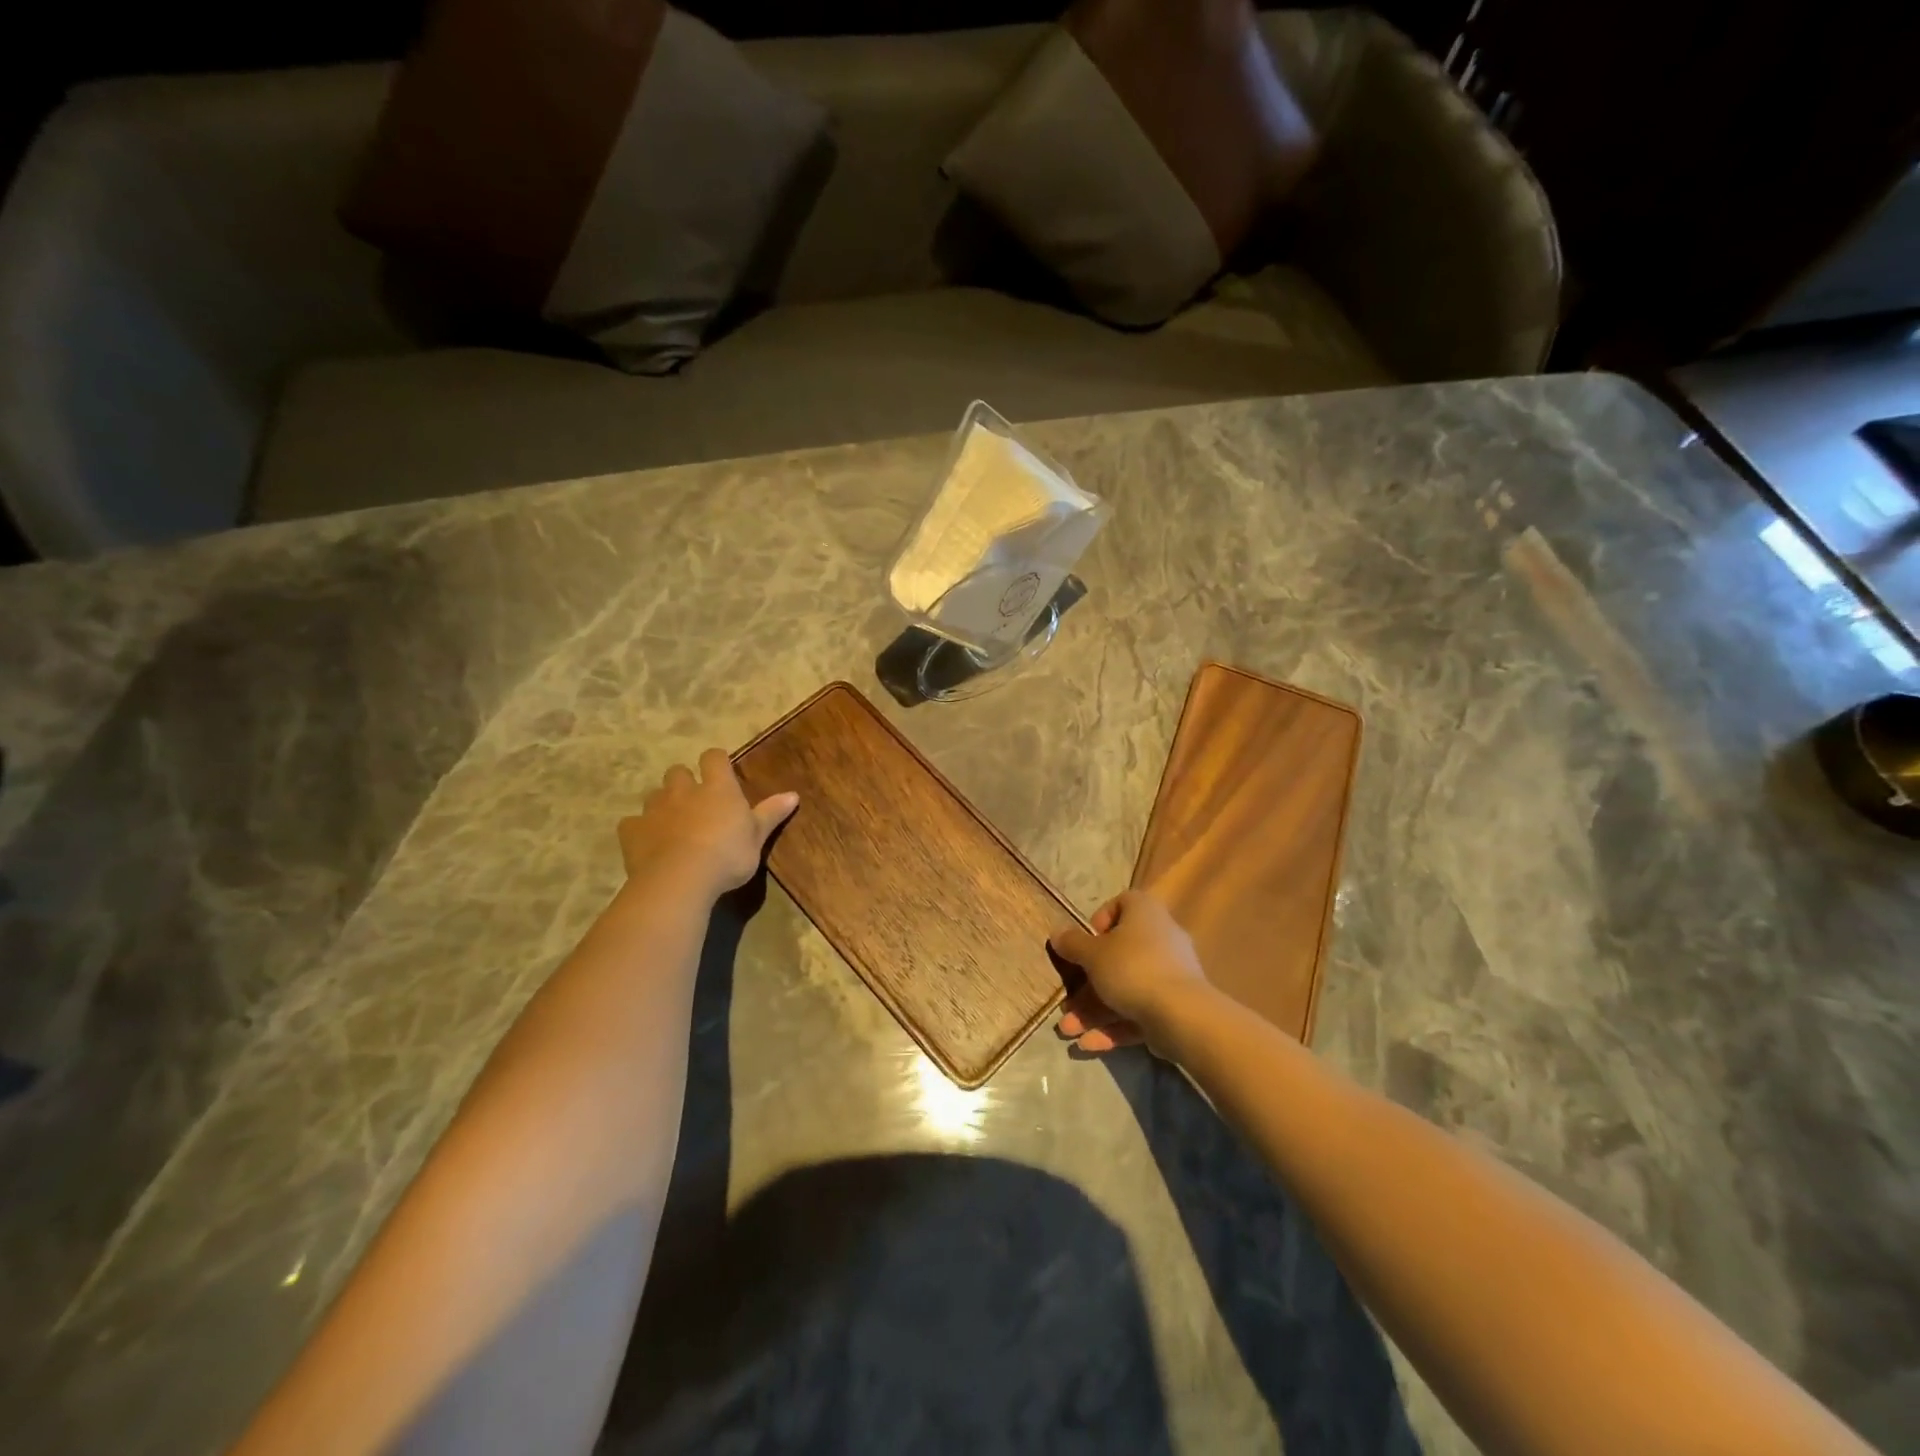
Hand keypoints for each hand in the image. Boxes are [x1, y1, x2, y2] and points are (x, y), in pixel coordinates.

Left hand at [617, 749, 797, 897]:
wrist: (680, 880)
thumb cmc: (727, 856)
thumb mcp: (757, 837)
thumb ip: (771, 814)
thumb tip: (793, 794)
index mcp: (718, 788)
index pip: (714, 758)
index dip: (716, 762)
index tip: (721, 772)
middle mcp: (684, 791)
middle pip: (678, 772)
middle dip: (684, 782)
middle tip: (694, 802)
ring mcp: (655, 809)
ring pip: (654, 795)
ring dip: (663, 804)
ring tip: (672, 824)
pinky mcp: (632, 831)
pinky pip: (632, 823)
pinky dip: (640, 829)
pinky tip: (648, 844)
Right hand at [1050, 889, 1209, 1054]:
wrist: (1181, 1014)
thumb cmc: (1131, 968)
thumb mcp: (1092, 954)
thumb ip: (1072, 944)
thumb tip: (1057, 933)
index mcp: (1144, 912)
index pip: (1122, 904)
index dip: (1099, 921)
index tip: (1084, 944)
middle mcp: (1161, 937)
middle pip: (1117, 956)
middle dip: (1087, 984)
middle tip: (1066, 1003)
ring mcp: (1170, 974)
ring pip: (1125, 988)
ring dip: (1094, 1010)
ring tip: (1068, 1031)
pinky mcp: (1175, 1006)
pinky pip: (1139, 1010)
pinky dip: (1115, 1025)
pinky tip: (1090, 1044)